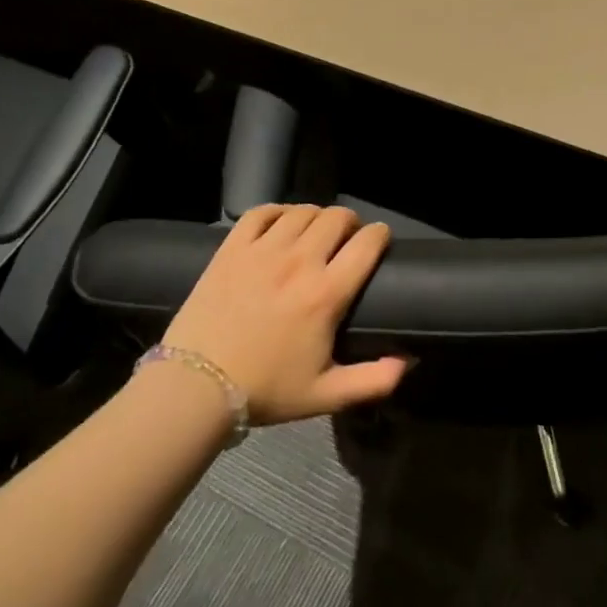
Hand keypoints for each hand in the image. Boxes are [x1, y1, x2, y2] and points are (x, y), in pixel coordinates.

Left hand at [161, 204, 408, 424]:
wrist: (195, 388)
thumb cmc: (266, 390)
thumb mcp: (328, 395)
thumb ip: (376, 381)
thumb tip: (410, 362)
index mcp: (326, 294)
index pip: (367, 244)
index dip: (380, 235)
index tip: (380, 240)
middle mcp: (298, 262)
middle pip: (336, 218)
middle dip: (350, 222)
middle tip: (347, 238)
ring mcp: (261, 252)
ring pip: (302, 212)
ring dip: (316, 216)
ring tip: (316, 231)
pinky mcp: (230, 250)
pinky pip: (261, 213)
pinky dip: (277, 212)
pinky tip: (281, 224)